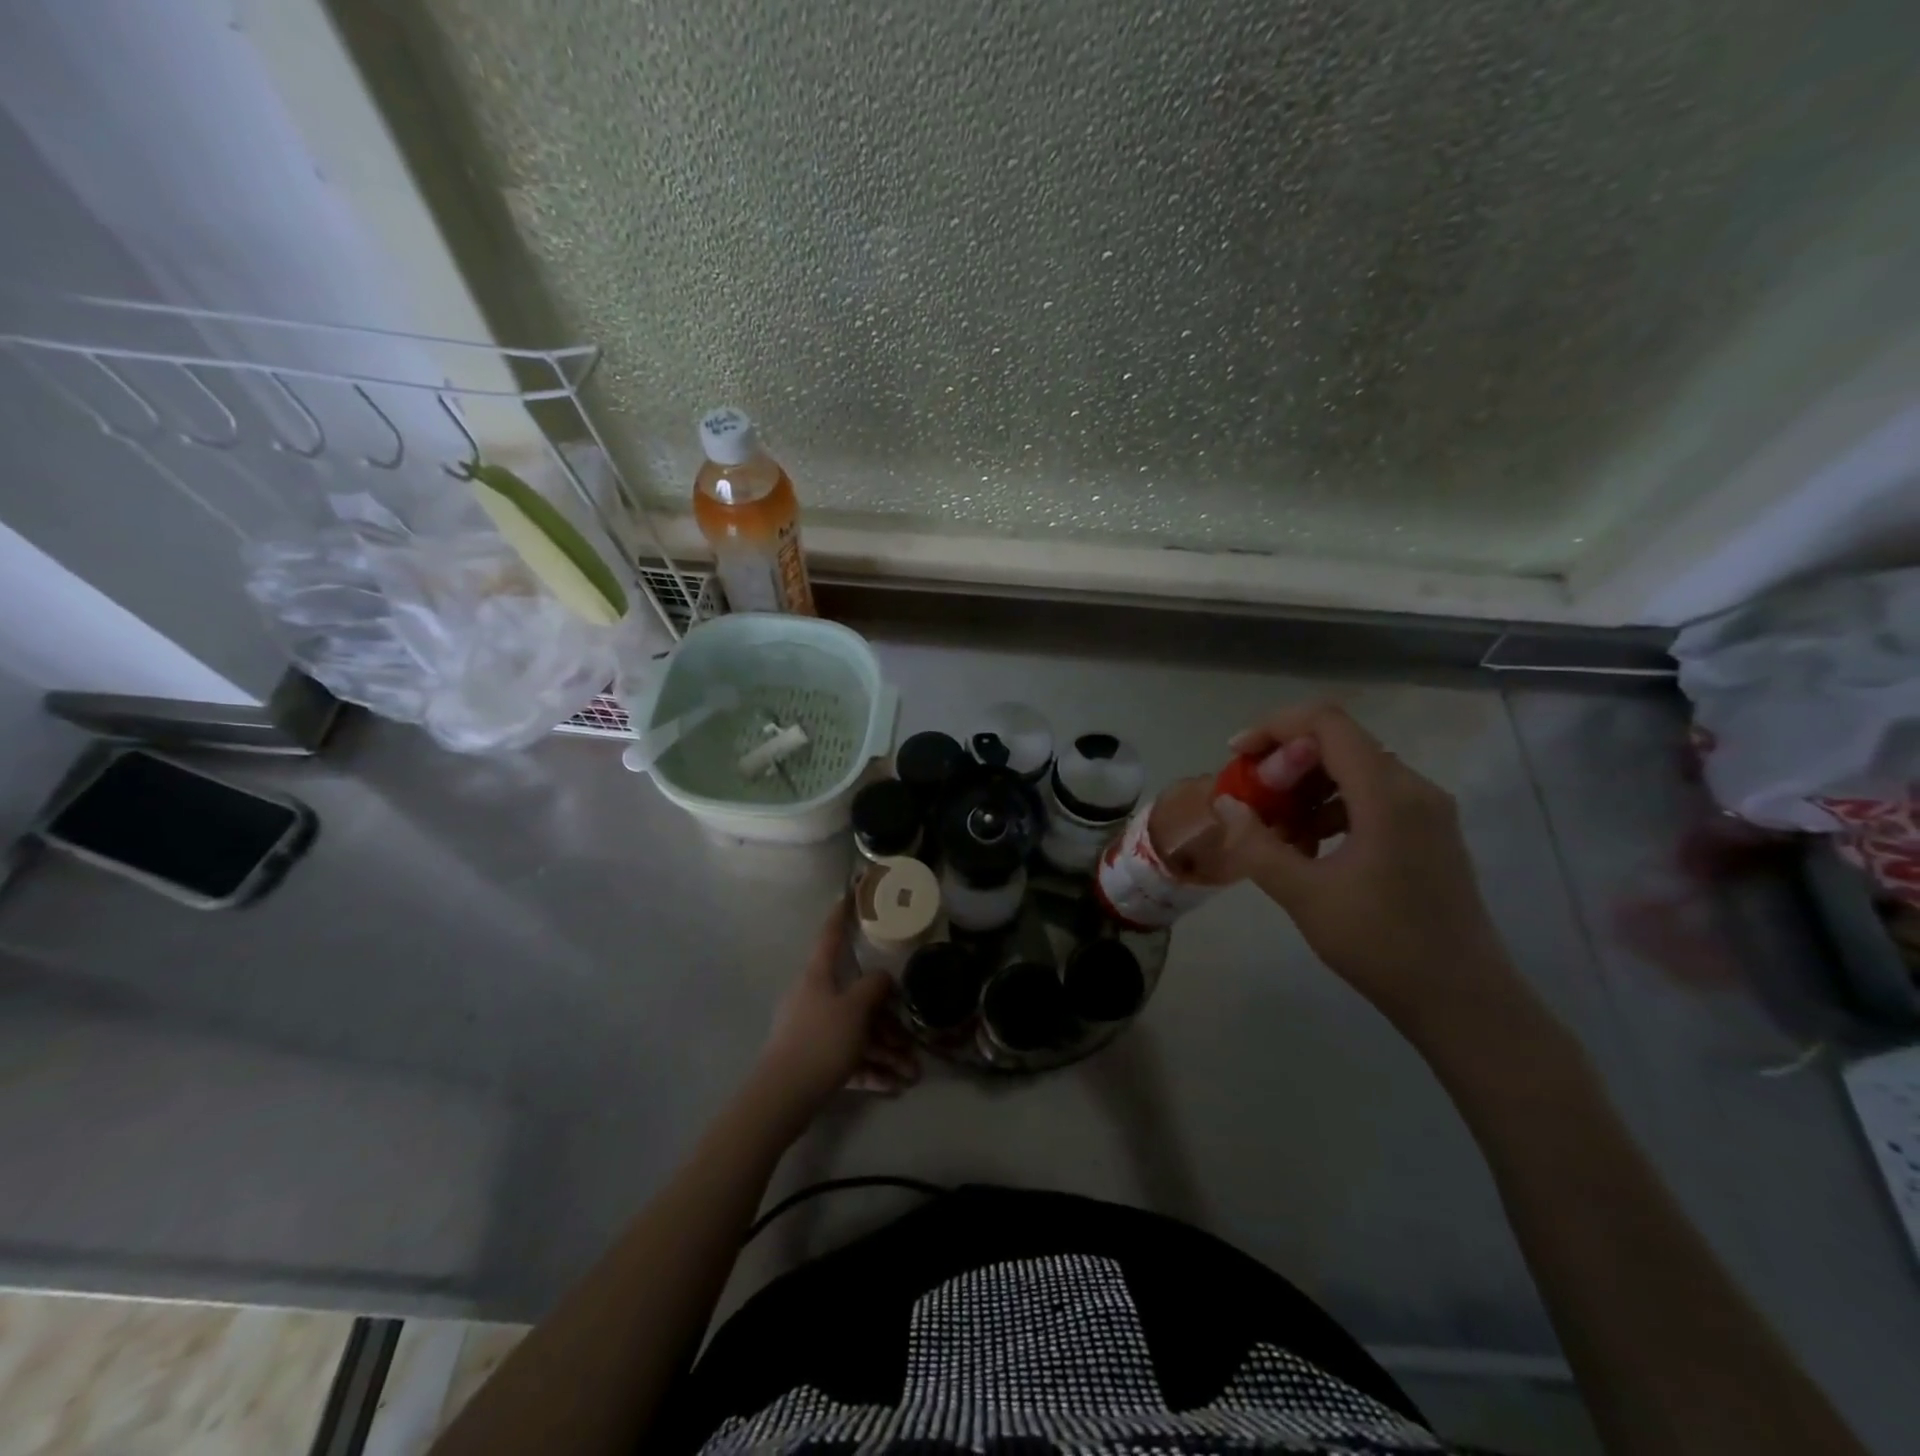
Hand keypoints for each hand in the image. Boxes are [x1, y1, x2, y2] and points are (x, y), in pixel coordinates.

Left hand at [753, 909, 920, 1126]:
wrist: (782, 1098)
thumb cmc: (820, 1041)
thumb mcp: (855, 1010)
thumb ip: (874, 987)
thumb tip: (884, 977)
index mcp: (818, 977)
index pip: (831, 936)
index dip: (841, 915)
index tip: (849, 894)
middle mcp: (814, 998)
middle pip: (857, 999)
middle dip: (888, 1021)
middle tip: (913, 1038)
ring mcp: (812, 1031)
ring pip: (857, 1033)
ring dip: (886, 1052)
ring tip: (913, 1074)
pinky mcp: (813, 1061)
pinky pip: (849, 1058)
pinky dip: (871, 1069)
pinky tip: (895, 1086)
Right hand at [1219, 702, 1523, 1032]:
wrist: (1462, 1000)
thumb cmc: (1381, 943)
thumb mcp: (1303, 894)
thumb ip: (1256, 844)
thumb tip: (1226, 804)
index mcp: (1387, 793)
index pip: (1326, 723)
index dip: (1274, 728)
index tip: (1237, 758)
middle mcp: (1413, 788)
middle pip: (1339, 744)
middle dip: (1285, 765)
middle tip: (1251, 803)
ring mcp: (1427, 811)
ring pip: (1353, 772)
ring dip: (1305, 790)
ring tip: (1276, 834)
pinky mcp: (1429, 833)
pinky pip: (1371, 798)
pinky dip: (1331, 810)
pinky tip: (1309, 849)